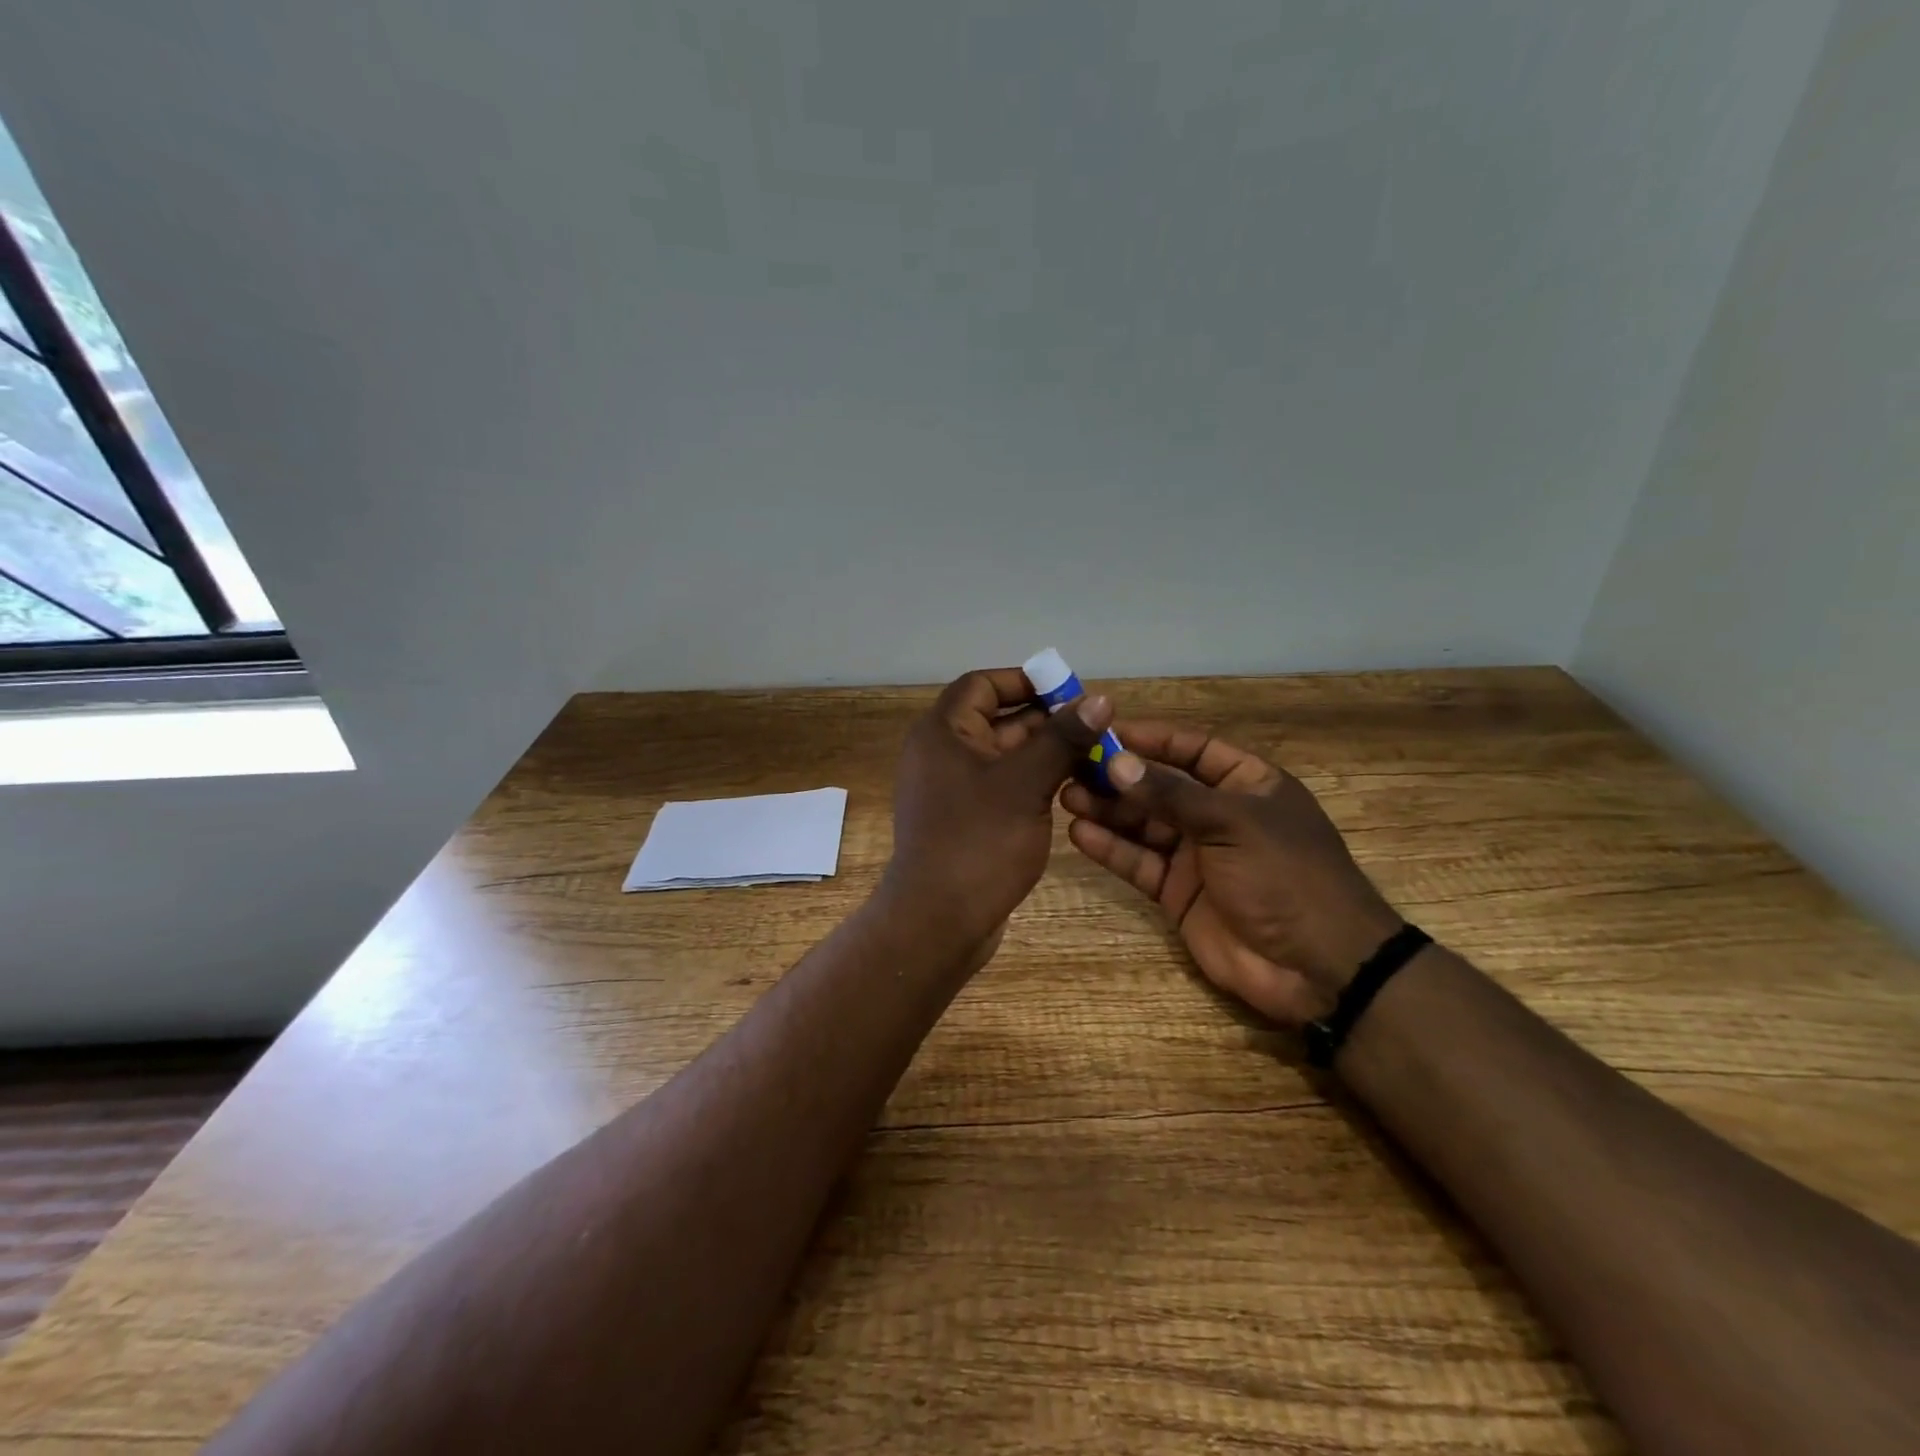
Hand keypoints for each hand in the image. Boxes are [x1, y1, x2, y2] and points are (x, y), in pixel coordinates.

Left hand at [882, 667, 1113, 953]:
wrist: (938, 921)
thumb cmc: (978, 842)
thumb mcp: (1025, 783)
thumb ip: (1062, 738)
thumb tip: (1101, 699)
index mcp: (942, 732)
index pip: (982, 684)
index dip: (1024, 681)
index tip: (1069, 690)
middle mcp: (941, 753)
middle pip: (996, 719)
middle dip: (1045, 720)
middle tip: (1094, 727)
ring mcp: (951, 789)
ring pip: (1004, 756)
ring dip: (1044, 753)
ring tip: (1094, 755)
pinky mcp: (964, 820)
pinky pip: (1002, 786)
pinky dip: (1032, 782)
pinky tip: (1070, 788)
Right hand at [1060, 723, 1401, 1026]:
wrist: (1316, 967)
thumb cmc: (1286, 875)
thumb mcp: (1233, 823)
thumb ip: (1171, 794)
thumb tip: (1116, 764)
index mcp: (1247, 785)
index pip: (1193, 749)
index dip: (1152, 738)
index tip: (1105, 730)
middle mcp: (1219, 815)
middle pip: (1160, 786)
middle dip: (1118, 776)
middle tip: (1071, 765)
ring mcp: (1197, 855)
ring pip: (1144, 824)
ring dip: (1108, 810)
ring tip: (1066, 795)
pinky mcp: (1178, 892)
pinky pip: (1140, 862)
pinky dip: (1111, 849)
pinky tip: (1079, 834)